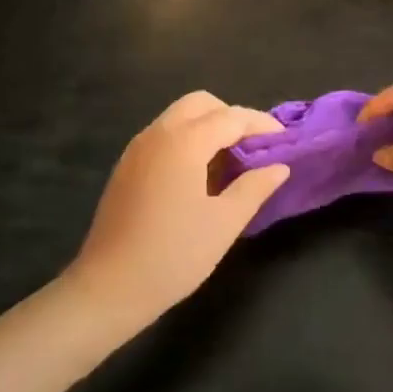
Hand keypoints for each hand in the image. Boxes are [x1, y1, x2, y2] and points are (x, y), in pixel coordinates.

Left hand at [64, 92, 288, 325]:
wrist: (108, 288)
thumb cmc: (173, 255)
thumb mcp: (224, 223)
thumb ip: (254, 188)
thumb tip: (279, 167)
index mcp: (184, 141)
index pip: (231, 117)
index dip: (260, 124)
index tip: (284, 139)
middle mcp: (159, 133)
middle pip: (201, 104)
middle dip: (231, 116)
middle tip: (253, 145)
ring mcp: (138, 148)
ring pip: (179, 116)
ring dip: (208, 126)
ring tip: (231, 159)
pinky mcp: (126, 166)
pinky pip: (164, 134)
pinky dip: (187, 139)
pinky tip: (199, 174)